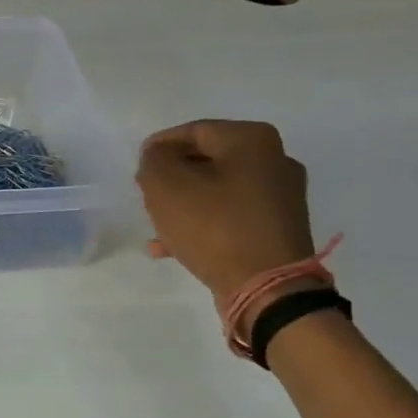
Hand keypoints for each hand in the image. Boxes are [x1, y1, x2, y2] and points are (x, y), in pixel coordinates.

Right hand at [137, 120, 316, 299]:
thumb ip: (154, 161)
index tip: (137, 169)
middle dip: (171, 178)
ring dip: (183, 204)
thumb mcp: (166, 186)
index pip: (191, 131)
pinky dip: (202, 224)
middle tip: (146, 196)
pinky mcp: (277, 227)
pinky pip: (230, 216)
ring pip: (216, 190)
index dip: (158, 148)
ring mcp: (280, 196)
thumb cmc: (214, 226)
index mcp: (251, 139)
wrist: (267, 287)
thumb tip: (158, 157)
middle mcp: (274, 159)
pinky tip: (171, 246)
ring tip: (155, 225)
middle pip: (206, 160)